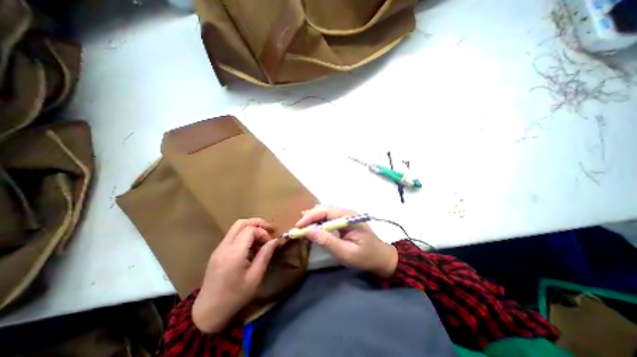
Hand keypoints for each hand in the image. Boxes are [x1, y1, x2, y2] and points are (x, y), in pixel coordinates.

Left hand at [190, 218, 277, 332]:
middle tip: (269, 229)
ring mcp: (219, 248)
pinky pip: (232, 236)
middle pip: (241, 223)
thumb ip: (265, 255)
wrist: (208, 313)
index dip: (263, 232)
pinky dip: (243, 235)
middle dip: (257, 223)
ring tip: (261, 238)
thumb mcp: (255, 277)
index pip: (250, 230)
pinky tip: (250, 246)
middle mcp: (224, 246)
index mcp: (234, 253)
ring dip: (250, 228)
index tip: (270, 243)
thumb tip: (276, 241)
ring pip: (236, 228)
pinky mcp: (217, 252)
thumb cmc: (235, 296)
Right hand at [295, 205, 395, 276]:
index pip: (326, 211)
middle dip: (310, 216)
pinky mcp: (345, 221)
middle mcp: (347, 212)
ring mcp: (346, 216)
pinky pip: (330, 217)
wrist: (382, 258)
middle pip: (324, 208)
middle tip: (298, 227)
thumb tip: (309, 231)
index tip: (298, 226)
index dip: (310, 217)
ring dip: (313, 217)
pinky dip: (319, 221)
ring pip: (326, 211)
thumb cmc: (365, 257)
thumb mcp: (346, 252)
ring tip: (302, 225)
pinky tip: (313, 225)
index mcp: (348, 217)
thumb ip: (327, 241)